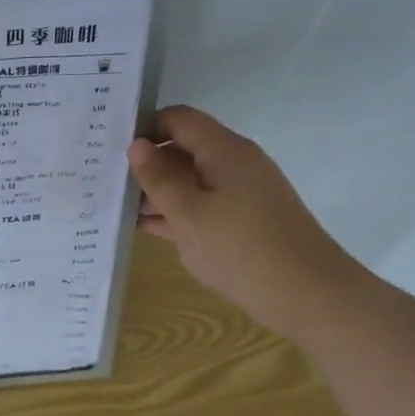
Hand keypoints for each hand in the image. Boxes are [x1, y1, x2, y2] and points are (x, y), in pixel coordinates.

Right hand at [128, 106, 368, 336]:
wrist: (309, 296)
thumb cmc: (242, 249)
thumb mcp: (188, 214)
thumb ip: (159, 178)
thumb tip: (136, 144)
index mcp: (224, 151)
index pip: (178, 119)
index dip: (145, 127)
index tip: (111, 148)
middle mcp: (234, 163)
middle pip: (183, 148)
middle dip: (147, 162)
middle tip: (105, 178)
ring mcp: (240, 193)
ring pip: (190, 180)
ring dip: (157, 191)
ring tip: (114, 204)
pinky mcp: (243, 220)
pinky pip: (202, 204)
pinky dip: (175, 212)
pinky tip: (143, 227)